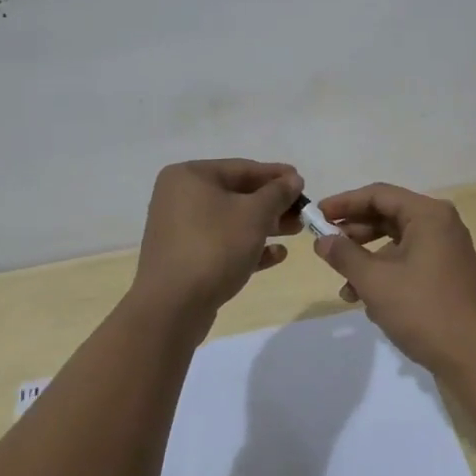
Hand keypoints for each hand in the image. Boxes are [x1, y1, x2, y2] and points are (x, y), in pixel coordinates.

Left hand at [130, 160, 303, 323]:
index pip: (242, 168)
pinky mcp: (185, 259)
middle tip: (303, 212)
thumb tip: (293, 179)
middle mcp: (180, 197)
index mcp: (190, 176)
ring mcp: (180, 230)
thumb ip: (277, 193)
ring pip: (231, 221)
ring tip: (296, 231)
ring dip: (265, 225)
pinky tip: (277, 255)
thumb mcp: (254, 214)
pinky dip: (248, 246)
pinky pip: (222, 244)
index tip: (303, 183)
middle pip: (237, 194)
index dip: (277, 175)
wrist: (172, 307)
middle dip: (273, 204)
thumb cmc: (214, 247)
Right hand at [312, 183, 475, 375]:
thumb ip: (345, 255)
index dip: (344, 203)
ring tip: (344, 284)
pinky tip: (367, 301)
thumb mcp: (376, 281)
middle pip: (388, 216)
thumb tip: (322, 240)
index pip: (379, 195)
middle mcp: (441, 225)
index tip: (316, 215)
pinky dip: (386, 274)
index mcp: (429, 215)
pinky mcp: (447, 275)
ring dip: (367, 259)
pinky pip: (409, 262)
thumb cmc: (424, 310)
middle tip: (325, 245)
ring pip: (397, 243)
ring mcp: (446, 251)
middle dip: (354, 232)